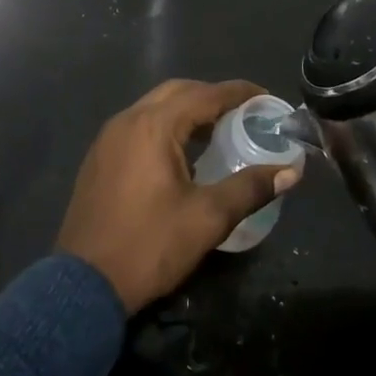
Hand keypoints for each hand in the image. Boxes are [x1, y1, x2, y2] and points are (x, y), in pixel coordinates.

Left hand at [56, 79, 303, 312]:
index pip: (204, 95)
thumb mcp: (207, 219)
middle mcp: (128, 120)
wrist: (84, 284)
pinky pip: (139, 124)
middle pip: (177, 92)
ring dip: (187, 110)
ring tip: (219, 129)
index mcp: (153, 126)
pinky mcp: (100, 156)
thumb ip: (249, 188)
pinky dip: (166, 125)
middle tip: (245, 112)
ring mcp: (109, 137)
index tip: (266, 97)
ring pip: (155, 107)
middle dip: (212, 96)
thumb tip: (291, 171)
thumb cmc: (149, 246)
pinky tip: (182, 152)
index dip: (238, 93)